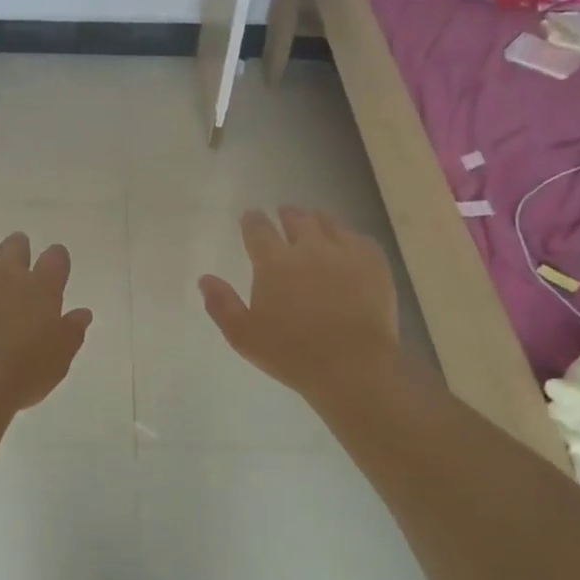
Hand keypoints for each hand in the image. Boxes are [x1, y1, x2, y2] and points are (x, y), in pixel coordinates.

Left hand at [0, 231, 92, 415]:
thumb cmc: (22, 374)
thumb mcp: (58, 360)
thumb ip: (71, 333)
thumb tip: (82, 313)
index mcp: (42, 288)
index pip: (56, 258)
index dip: (56, 258)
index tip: (55, 265)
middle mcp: (7, 274)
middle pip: (16, 245)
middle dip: (18, 248)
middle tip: (17, 258)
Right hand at [199, 207, 400, 404]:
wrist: (353, 365)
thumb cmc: (291, 354)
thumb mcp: (243, 335)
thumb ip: (222, 304)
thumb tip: (205, 278)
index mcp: (274, 262)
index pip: (258, 230)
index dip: (253, 220)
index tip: (251, 216)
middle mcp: (308, 248)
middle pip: (296, 219)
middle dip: (287, 214)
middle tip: (284, 213)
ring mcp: (344, 252)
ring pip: (328, 222)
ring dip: (317, 218)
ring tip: (314, 219)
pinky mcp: (374, 263)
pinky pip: (359, 238)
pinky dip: (348, 236)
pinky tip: (347, 242)